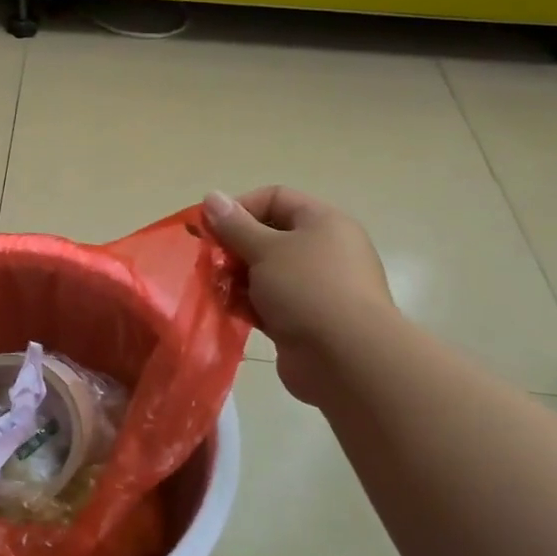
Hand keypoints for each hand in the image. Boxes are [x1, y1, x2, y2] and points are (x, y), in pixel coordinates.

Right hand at [204, 187, 396, 404]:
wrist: (347, 359)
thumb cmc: (308, 289)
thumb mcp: (266, 249)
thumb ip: (235, 225)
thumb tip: (211, 196)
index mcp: (322, 223)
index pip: (275, 198)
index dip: (239, 208)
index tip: (210, 228)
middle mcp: (322, 251)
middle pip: (267, 237)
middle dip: (233, 248)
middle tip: (209, 262)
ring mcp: (314, 288)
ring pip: (264, 273)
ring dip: (236, 279)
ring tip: (215, 289)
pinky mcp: (303, 320)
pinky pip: (267, 303)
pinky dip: (246, 305)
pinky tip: (227, 311)